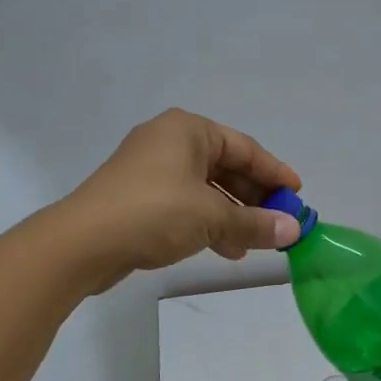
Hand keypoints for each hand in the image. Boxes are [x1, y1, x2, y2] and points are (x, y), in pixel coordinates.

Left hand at [65, 109, 302, 286]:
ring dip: (233, 215)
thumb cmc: (154, 213)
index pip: (244, 148)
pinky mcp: (139, 197)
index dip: (275, 172)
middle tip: (280, 222)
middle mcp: (169, 142)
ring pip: (206, 189)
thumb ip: (255, 222)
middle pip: (226, 167)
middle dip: (254, 198)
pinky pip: (186, 204)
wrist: (83, 243)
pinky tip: (226, 249)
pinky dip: (208, 222)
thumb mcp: (212, 217)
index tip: (298, 196)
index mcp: (188, 130)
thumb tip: (294, 231)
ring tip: (256, 243)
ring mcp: (151, 170)